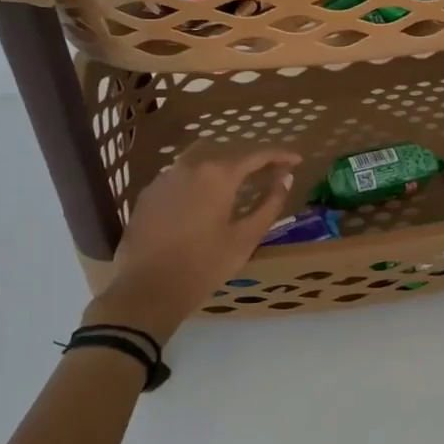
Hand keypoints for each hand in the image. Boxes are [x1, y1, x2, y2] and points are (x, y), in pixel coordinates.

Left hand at [88, 145, 300, 339]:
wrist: (147, 289)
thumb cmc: (204, 265)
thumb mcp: (245, 238)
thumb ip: (269, 204)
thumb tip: (285, 179)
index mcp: (218, 174)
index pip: (256, 155)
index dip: (280, 155)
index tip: (296, 160)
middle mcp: (190, 166)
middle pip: (228, 153)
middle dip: (252, 160)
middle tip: (271, 173)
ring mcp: (165, 177)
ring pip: (202, 161)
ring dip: (224, 168)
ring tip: (239, 184)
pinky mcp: (148, 193)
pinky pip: (181, 176)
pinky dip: (200, 180)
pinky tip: (205, 198)